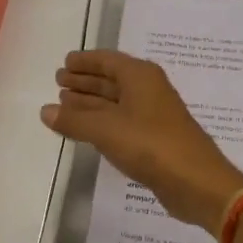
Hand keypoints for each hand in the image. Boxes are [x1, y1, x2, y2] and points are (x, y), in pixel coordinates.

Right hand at [41, 50, 242, 237]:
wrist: (197, 182)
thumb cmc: (151, 144)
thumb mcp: (105, 130)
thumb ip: (73, 120)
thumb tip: (45, 110)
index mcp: (140, 76)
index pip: (107, 60)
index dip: (85, 61)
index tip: (64, 62)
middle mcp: (148, 89)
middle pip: (111, 79)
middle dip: (85, 80)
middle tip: (59, 81)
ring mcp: (152, 115)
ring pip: (115, 102)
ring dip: (90, 102)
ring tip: (64, 103)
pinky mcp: (154, 139)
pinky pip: (121, 121)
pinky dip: (101, 121)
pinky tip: (86, 129)